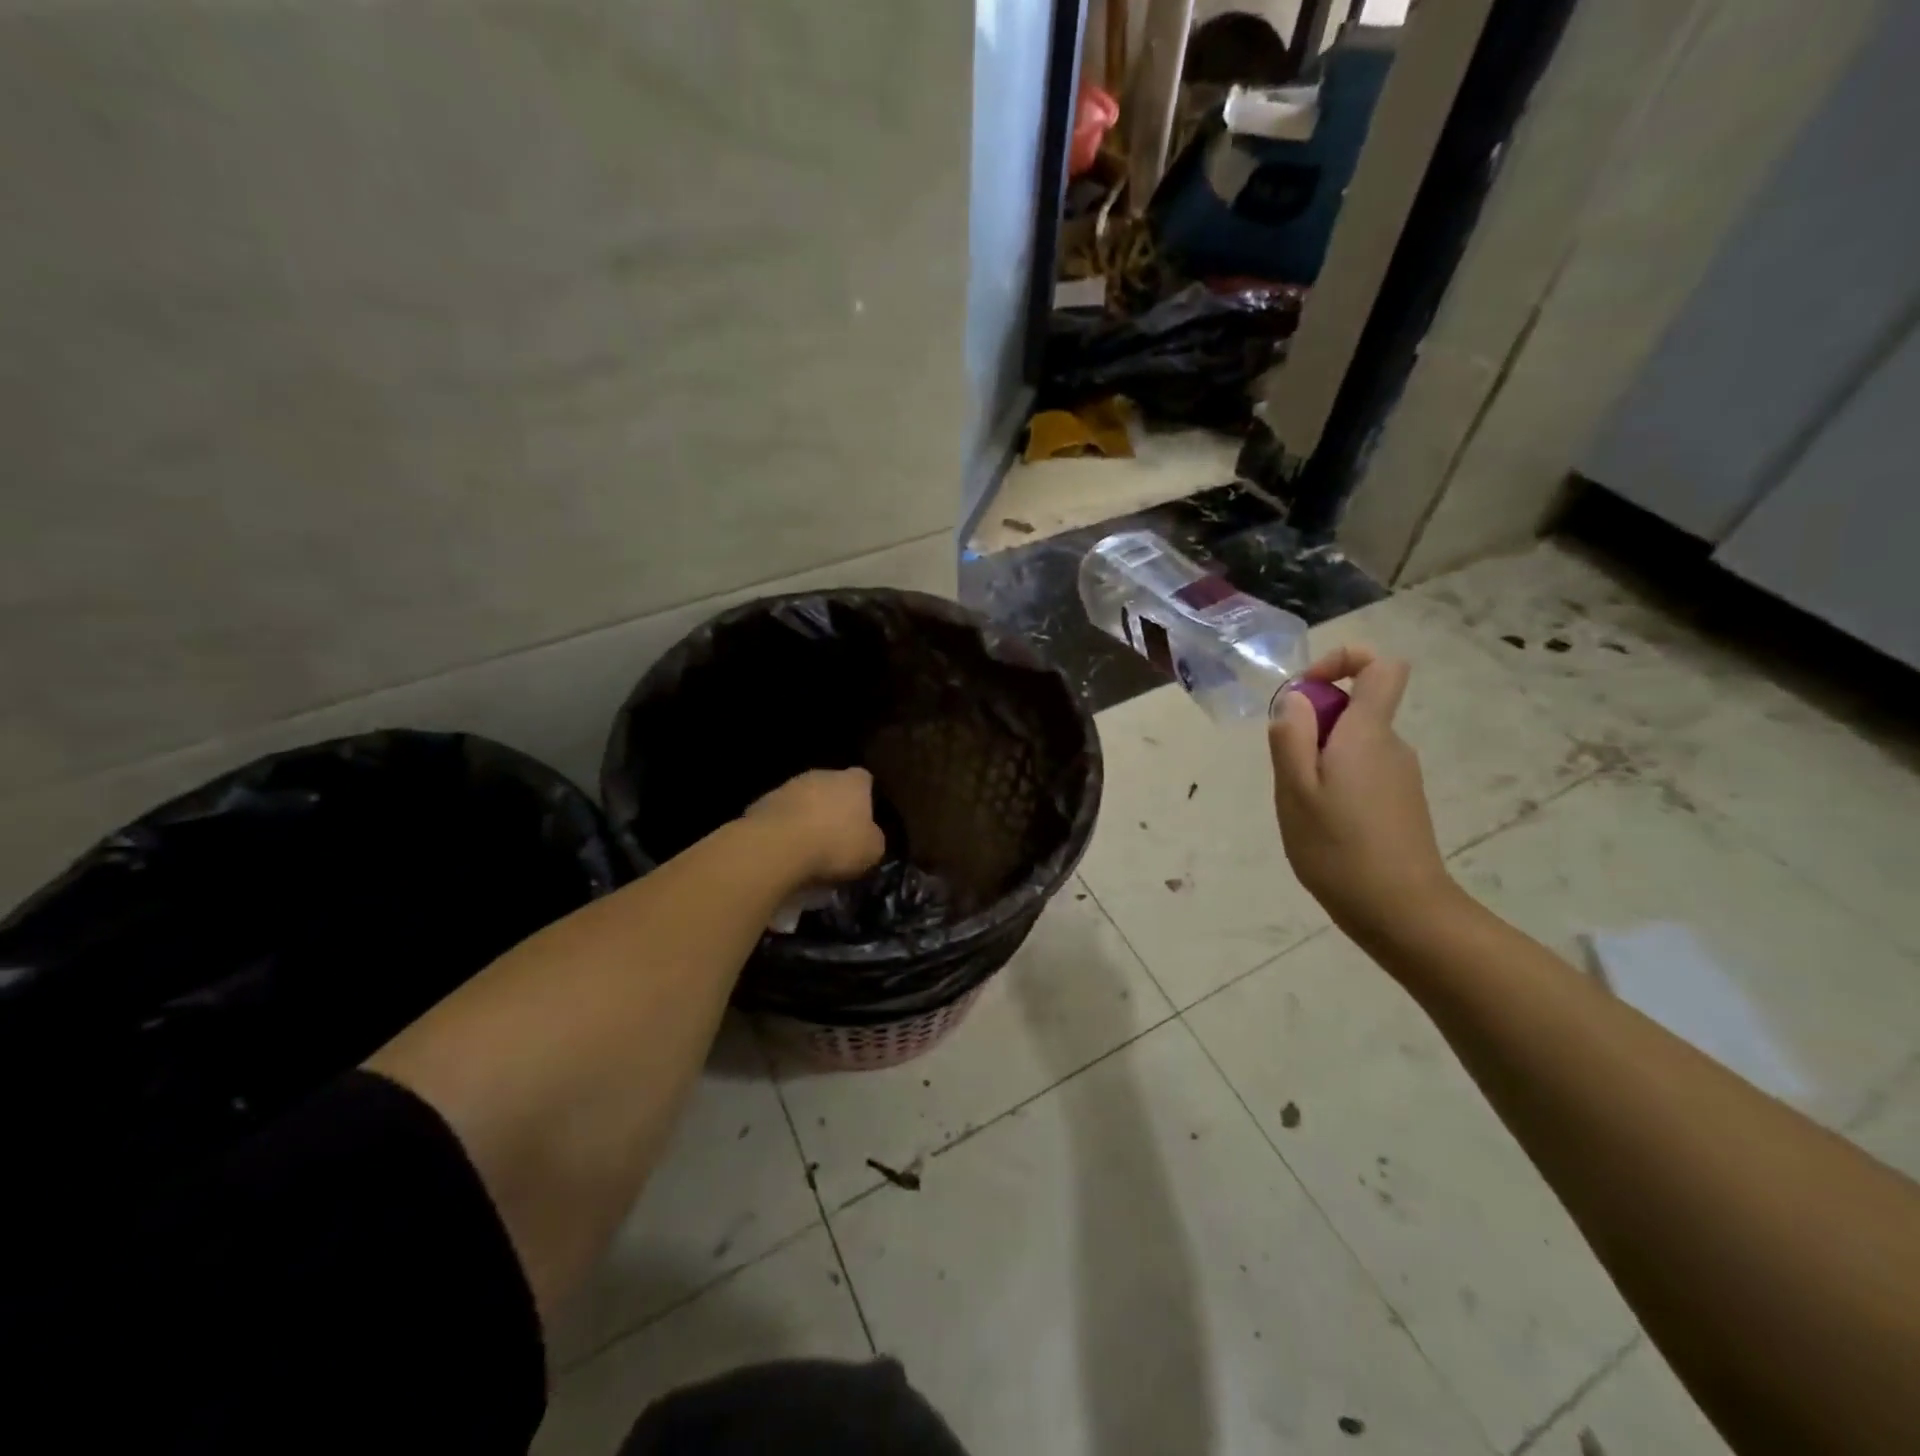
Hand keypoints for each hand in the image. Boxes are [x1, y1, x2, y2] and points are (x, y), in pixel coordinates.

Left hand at [745, 768, 886, 884]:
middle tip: (836, 835)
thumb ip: (874, 839)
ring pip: (803, 799)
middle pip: (831, 787)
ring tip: (808, 847)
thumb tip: (870, 838)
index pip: (865, 780)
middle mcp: (821, 775)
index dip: (865, 798)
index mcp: (853, 782)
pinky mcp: (761, 803)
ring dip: (806, 817)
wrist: (777, 848)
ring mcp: (788, 786)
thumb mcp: (872, 851)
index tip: (864, 820)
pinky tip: (785, 851)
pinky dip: (783, 829)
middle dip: (833, 807)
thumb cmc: (835, 845)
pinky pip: (780, 816)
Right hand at [1269, 647, 1457, 944]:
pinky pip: (1360, 772)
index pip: (1381, 665)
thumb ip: (1292, 736)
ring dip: (1319, 761)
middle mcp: (1391, 745)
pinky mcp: (1400, 802)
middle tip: (1288, 772)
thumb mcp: (1296, 789)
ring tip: (1303, 806)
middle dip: (1313, 726)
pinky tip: (1322, 825)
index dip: (1343, 661)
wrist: (1400, 911)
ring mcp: (1400, 775)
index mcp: (1368, 733)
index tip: (1307, 692)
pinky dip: (1334, 784)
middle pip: (1355, 707)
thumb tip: (1296, 698)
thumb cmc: (1339, 847)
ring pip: (1352, 744)